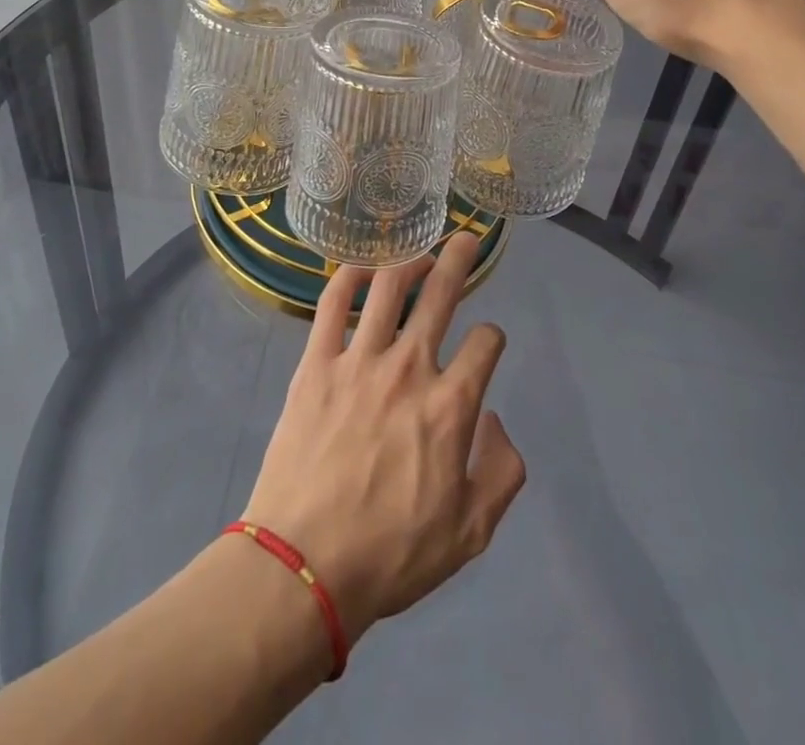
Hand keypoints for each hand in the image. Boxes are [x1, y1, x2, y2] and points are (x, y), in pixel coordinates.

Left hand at [241, 232, 525, 645]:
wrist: (303, 566)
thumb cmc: (391, 555)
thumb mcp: (470, 534)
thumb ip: (501, 472)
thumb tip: (495, 418)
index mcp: (451, 407)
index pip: (486, 344)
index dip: (493, 337)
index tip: (488, 345)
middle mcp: (409, 369)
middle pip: (442, 295)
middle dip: (460, 261)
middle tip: (467, 238)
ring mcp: (359, 360)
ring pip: (390, 288)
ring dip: (410, 260)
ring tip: (420, 251)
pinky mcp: (316, 363)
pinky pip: (333, 304)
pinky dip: (349, 277)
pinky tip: (361, 268)